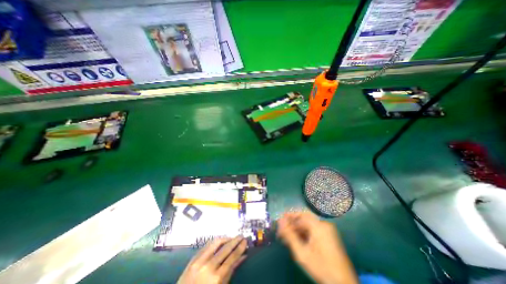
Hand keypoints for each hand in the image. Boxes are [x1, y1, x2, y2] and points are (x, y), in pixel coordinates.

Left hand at [178, 235, 247, 283]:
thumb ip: (231, 271)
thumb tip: (243, 256)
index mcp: (216, 278)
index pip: (232, 257)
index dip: (240, 247)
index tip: (245, 241)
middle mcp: (208, 267)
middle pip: (225, 248)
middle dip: (235, 240)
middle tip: (241, 236)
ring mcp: (199, 261)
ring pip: (216, 242)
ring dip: (226, 238)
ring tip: (232, 238)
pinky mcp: (193, 258)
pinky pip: (207, 245)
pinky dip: (216, 241)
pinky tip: (221, 241)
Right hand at [278, 212, 356, 283]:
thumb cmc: (321, 268)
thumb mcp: (302, 253)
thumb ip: (290, 235)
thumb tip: (280, 221)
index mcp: (319, 226)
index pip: (300, 215)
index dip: (289, 218)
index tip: (279, 222)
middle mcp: (323, 224)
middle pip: (304, 218)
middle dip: (292, 223)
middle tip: (282, 230)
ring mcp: (327, 229)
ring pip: (308, 224)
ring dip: (297, 229)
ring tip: (287, 236)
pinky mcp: (329, 235)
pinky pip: (313, 229)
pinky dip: (304, 233)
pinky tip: (297, 239)